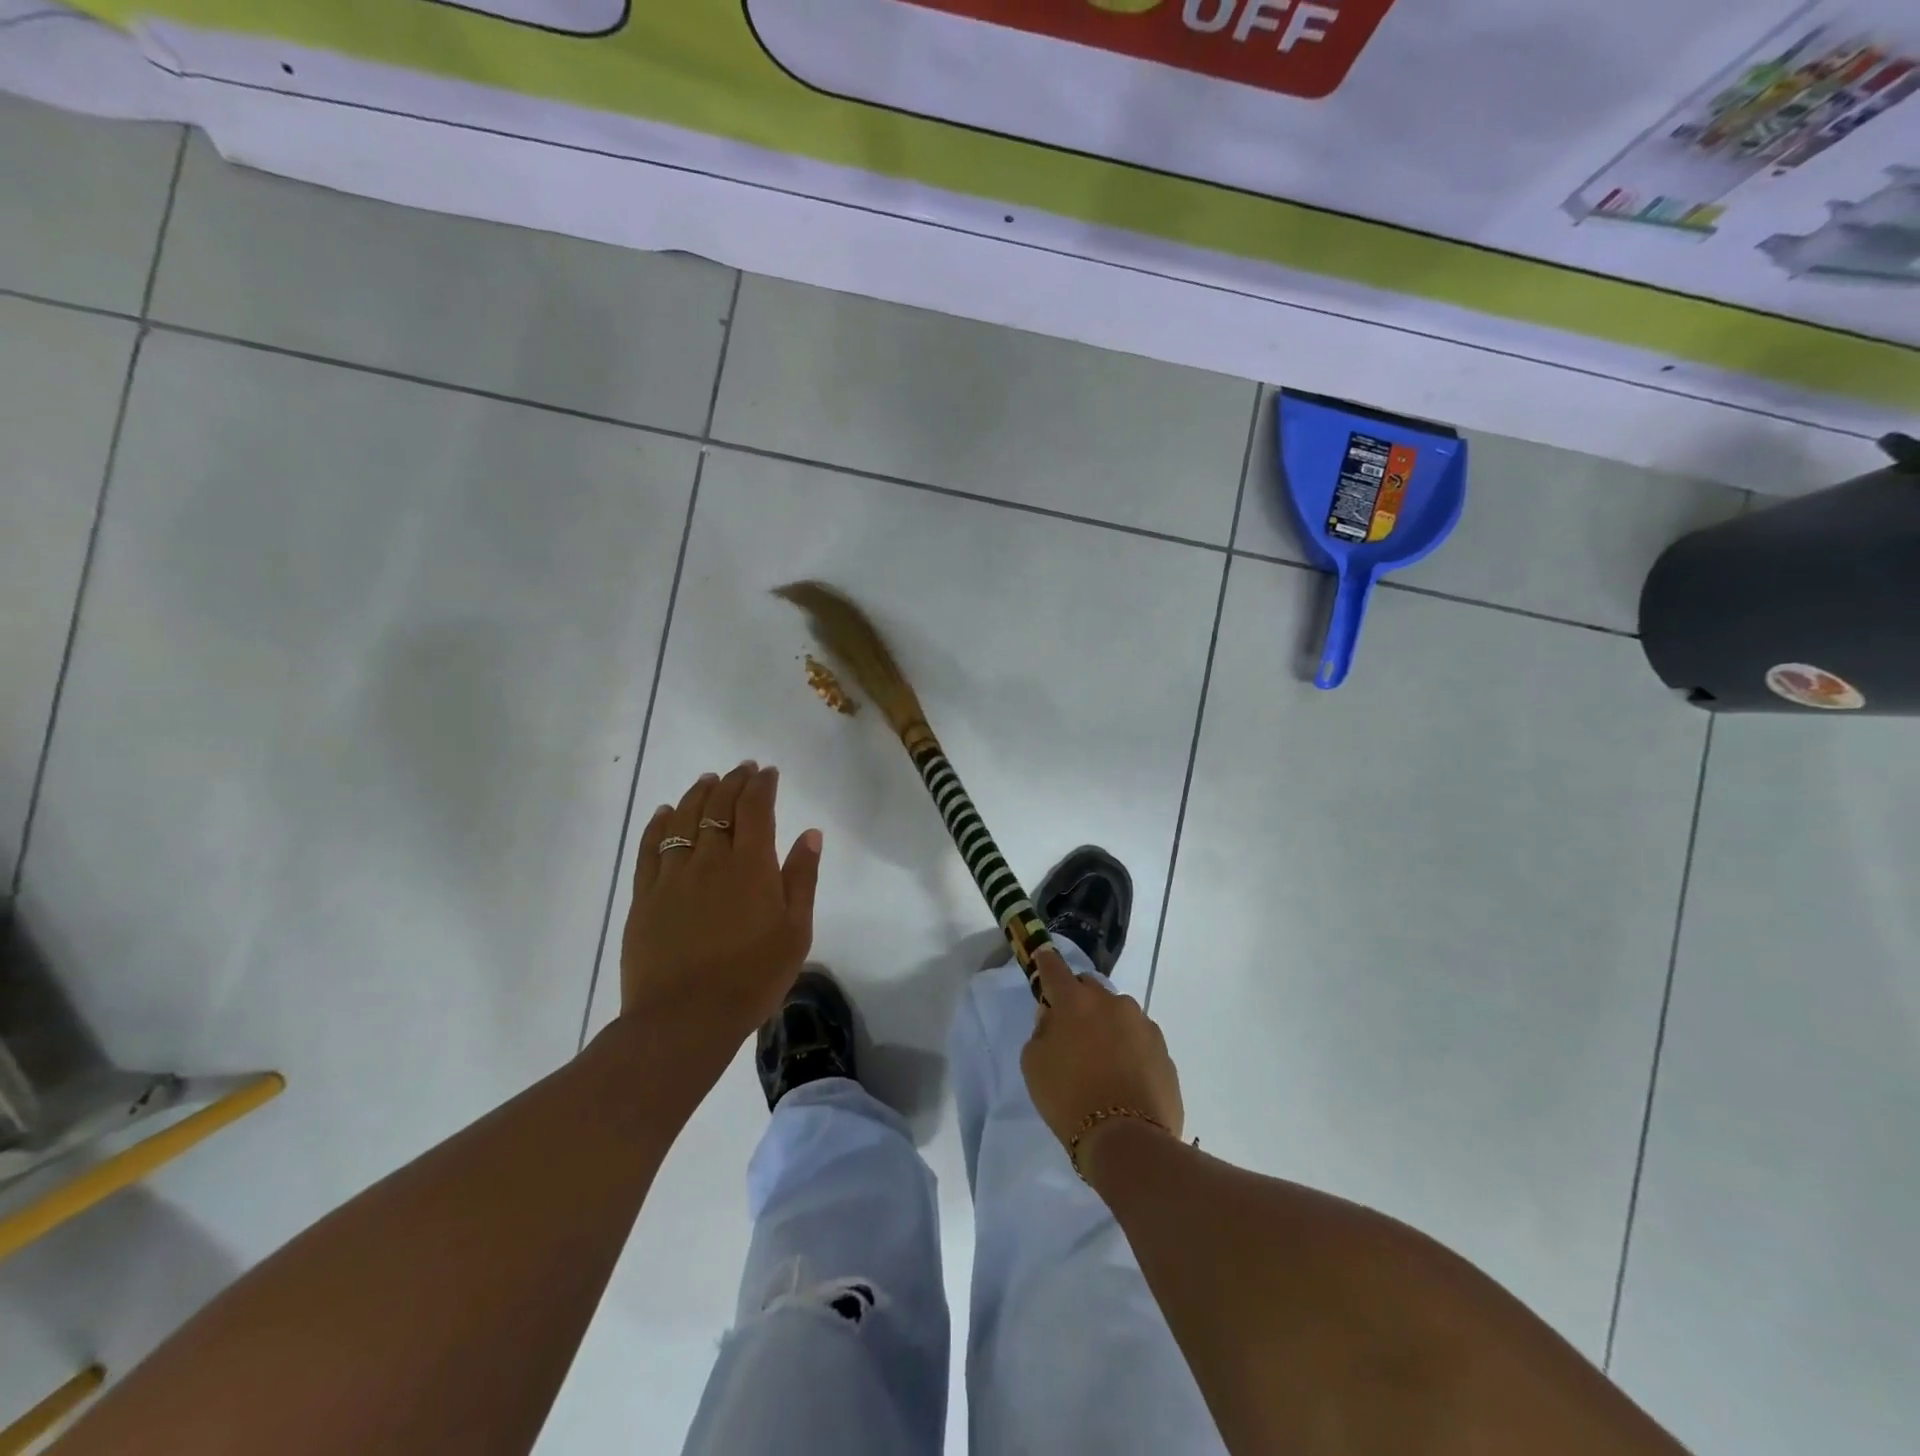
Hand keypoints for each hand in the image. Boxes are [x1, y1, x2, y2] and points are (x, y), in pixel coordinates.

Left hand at [619, 762, 822, 1075]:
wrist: (685, 1019)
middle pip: (719, 807)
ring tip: (708, 780)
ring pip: (684, 819)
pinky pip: (650, 848)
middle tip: (741, 769)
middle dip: (732, 782)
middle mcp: (710, 860)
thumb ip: (802, 878)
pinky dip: (659, 824)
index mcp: (751, 866)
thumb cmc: (752, 977)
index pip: (755, 808)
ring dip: (698, 794)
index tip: (767, 772)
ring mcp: (672, 876)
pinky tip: (665, 812)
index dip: (761, 785)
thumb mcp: (795, 931)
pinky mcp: (645, 896)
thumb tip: (810, 834)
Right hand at [1021, 949, 1183, 1164]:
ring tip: (1101, 1061)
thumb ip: (1042, 1030)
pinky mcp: (1164, 1050)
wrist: (1127, 1141)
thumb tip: (1054, 1017)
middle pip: (1089, 988)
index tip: (1042, 958)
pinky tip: (1123, 1078)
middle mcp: (1112, 1002)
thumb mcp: (1034, 1064)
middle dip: (1078, 1001)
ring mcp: (1143, 1024)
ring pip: (1117, 1014)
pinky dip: (1129, 1049)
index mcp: (1076, 1001)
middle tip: (1070, 1030)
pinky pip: (1138, 1039)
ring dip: (1106, 1026)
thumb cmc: (1068, 1099)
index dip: (1045, 962)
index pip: (1054, 967)